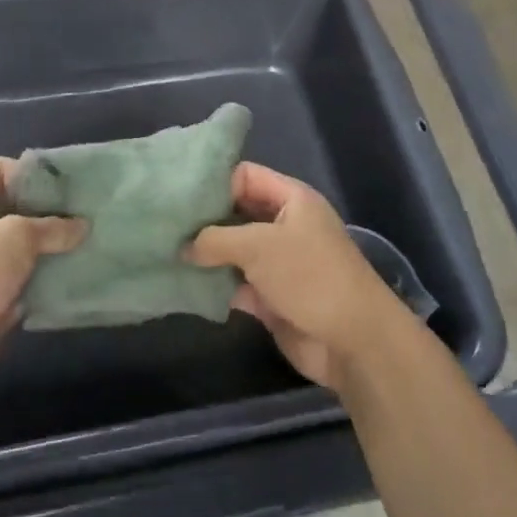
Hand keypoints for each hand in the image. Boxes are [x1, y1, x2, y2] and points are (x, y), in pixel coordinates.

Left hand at [0, 158, 84, 402]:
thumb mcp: (14, 238)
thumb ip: (51, 227)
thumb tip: (82, 226)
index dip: (29, 172)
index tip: (64, 186)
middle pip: (14, 209)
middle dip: (49, 212)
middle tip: (87, 215)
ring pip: (23, 249)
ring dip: (52, 250)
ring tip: (89, 245)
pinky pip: (25, 282)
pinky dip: (46, 281)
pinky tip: (77, 278)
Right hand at [186, 162, 407, 392]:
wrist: (353, 341)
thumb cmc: (309, 276)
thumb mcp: (259, 246)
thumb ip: (215, 239)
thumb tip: (183, 247)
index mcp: (291, 199)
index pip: (245, 175)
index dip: (213, 181)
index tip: (177, 194)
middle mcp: (284, 225)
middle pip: (236, 212)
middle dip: (204, 219)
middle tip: (163, 223)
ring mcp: (278, 262)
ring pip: (234, 250)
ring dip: (206, 254)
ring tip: (164, 251)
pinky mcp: (271, 296)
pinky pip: (236, 283)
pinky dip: (215, 284)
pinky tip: (184, 284)